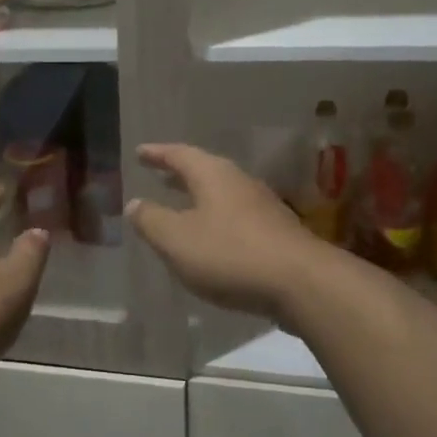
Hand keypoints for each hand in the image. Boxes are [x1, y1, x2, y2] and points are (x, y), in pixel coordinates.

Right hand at [126, 143, 327, 320]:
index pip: (179, 155)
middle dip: (179, 174)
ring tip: (181, 207)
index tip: (140, 152)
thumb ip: (151, 220)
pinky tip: (211, 239)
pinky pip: (236, 218)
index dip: (157, 154)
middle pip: (204, 171)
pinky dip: (216, 220)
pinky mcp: (276, 234)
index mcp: (213, 175)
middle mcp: (240, 183)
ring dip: (199, 198)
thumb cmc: (230, 254)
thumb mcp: (176, 239)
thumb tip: (134, 203)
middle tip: (159, 175)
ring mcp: (263, 207)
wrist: (302, 284)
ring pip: (222, 195)